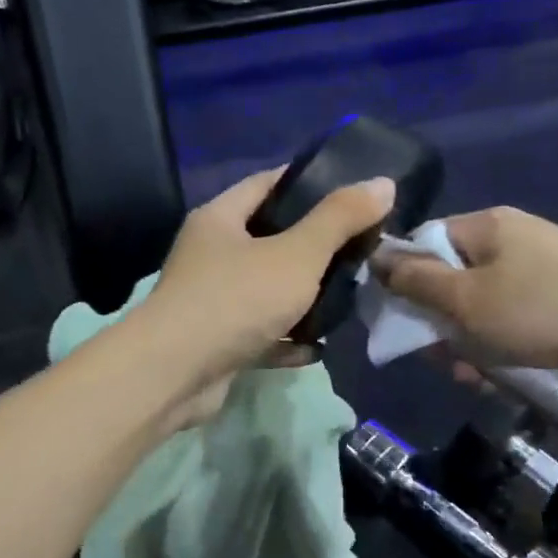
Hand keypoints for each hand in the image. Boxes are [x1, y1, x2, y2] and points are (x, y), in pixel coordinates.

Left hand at [139, 168, 396, 421]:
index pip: (268, 183)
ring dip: (304, 297)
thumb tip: (383, 182)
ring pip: (267, 290)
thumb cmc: (236, 300)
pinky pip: (261, 334)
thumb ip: (340, 218)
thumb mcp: (297, 254)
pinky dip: (287, 339)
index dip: (310, 182)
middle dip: (315, 246)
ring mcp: (211, 301)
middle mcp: (211, 255)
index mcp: (220, 219)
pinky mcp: (216, 343)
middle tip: (360, 250)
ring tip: (349, 297)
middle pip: (270, 239)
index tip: (353, 191)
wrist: (175, 375)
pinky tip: (318, 348)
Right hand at [378, 207, 557, 381]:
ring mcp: (537, 267)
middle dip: (438, 324)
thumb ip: (415, 282)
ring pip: (479, 306)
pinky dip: (500, 344)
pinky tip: (503, 374)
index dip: (401, 283)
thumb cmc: (543, 308)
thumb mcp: (466, 300)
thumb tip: (376, 258)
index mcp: (483, 226)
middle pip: (449, 279)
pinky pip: (511, 318)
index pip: (420, 244)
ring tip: (475, 376)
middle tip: (442, 359)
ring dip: (468, 342)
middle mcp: (508, 239)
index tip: (398, 322)